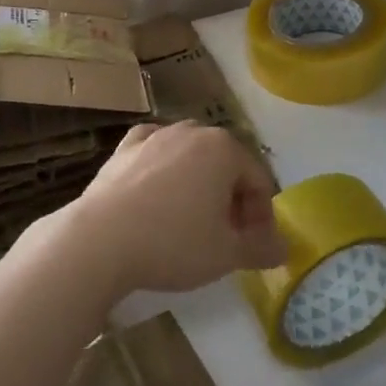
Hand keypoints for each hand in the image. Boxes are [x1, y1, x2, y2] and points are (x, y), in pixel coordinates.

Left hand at [66, 121, 285, 296]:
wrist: (102, 239)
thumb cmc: (174, 242)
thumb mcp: (226, 254)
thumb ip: (261, 248)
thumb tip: (283, 248)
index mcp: (224, 148)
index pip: (258, 181)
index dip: (262, 216)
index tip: (252, 247)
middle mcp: (193, 131)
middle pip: (226, 165)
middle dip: (231, 199)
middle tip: (224, 237)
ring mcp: (156, 134)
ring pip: (191, 156)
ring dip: (199, 184)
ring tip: (190, 221)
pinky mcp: (125, 146)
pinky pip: (155, 152)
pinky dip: (163, 168)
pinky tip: (157, 191)